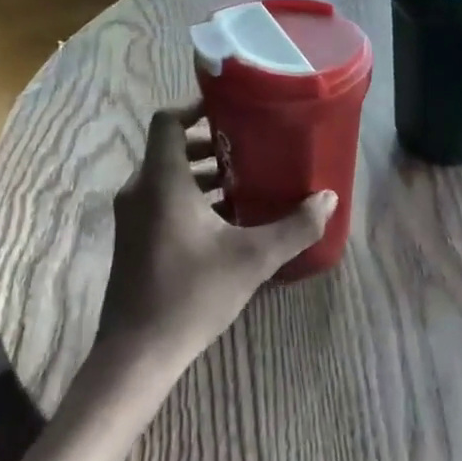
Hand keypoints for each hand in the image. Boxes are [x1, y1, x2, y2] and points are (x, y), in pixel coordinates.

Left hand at [95, 102, 336, 373]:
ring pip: (166, 175)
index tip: (231, 109)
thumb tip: (329, 199)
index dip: (195, 107)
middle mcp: (140, 190)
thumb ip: (294, 227)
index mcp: (162, 182)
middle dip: (209, 142)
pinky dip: (189, 196)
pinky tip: (225, 218)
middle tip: (249, 146)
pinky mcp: (133, 238)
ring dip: (201, 172)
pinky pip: (161, 199)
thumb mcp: (252, 259)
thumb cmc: (191, 295)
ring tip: (244, 180)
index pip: (168, 121)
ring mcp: (132, 216)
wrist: (137, 353)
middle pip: (171, 147)